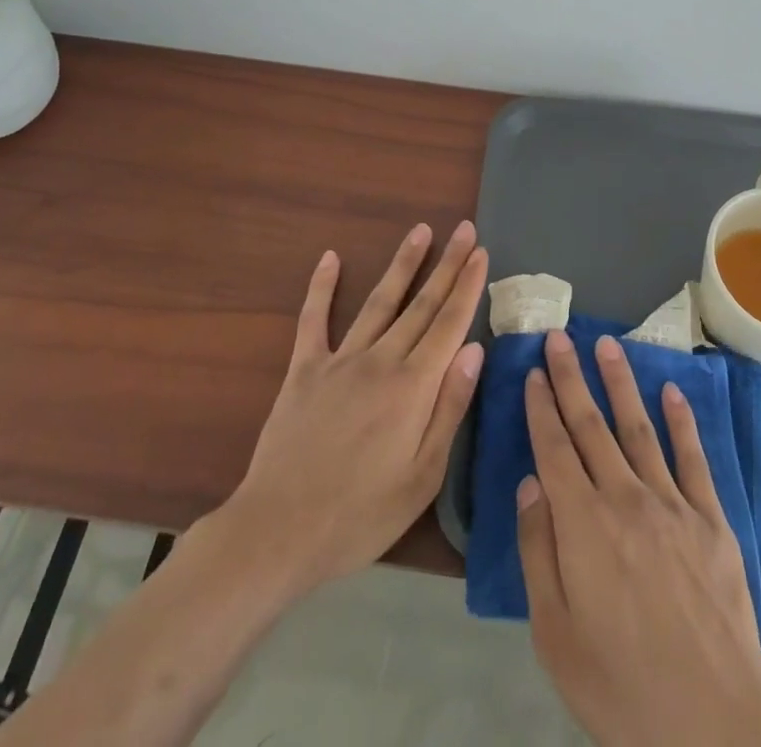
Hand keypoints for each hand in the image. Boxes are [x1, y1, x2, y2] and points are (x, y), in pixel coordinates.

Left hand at [221, 220, 487, 593]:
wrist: (278, 531)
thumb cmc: (360, 514)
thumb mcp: (422, 476)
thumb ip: (450, 408)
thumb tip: (474, 349)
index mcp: (413, 387)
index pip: (449, 323)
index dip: (468, 286)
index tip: (482, 252)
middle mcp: (381, 360)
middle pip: (421, 304)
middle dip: (447, 264)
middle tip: (464, 229)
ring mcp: (340, 360)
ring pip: (379, 301)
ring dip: (402, 264)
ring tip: (421, 231)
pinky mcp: (304, 369)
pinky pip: (314, 319)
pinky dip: (321, 287)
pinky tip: (330, 258)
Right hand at [519, 331, 760, 746]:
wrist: (716, 721)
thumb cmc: (623, 686)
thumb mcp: (556, 635)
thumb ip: (538, 552)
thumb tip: (530, 484)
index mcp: (583, 525)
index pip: (554, 448)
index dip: (541, 407)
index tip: (532, 372)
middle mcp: (625, 498)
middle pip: (591, 425)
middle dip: (571, 378)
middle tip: (559, 337)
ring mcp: (672, 503)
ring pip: (638, 428)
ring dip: (620, 383)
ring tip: (606, 345)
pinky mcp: (711, 519)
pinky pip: (693, 458)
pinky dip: (682, 421)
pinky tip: (672, 392)